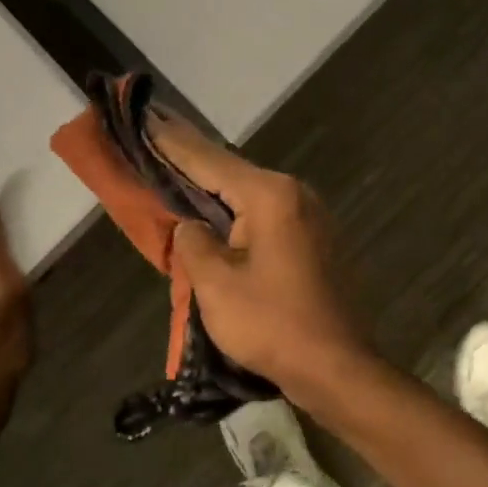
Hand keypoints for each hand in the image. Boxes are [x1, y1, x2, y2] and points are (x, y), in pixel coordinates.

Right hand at [148, 116, 376, 405]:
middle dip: (193, 160)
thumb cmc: (273, 326)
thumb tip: (192, 227)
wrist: (339, 369)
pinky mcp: (315, 239)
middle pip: (232, 172)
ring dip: (214, 188)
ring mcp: (310, 215)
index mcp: (270, 196)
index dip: (173, 143)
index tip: (148, 117)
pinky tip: (217, 214)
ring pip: (249, 194)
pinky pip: (266, 215)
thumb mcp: (216, 286)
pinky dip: (236, 211)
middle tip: (156, 138)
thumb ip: (194, 244)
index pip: (210, 161)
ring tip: (178, 171)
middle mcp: (295, 193)